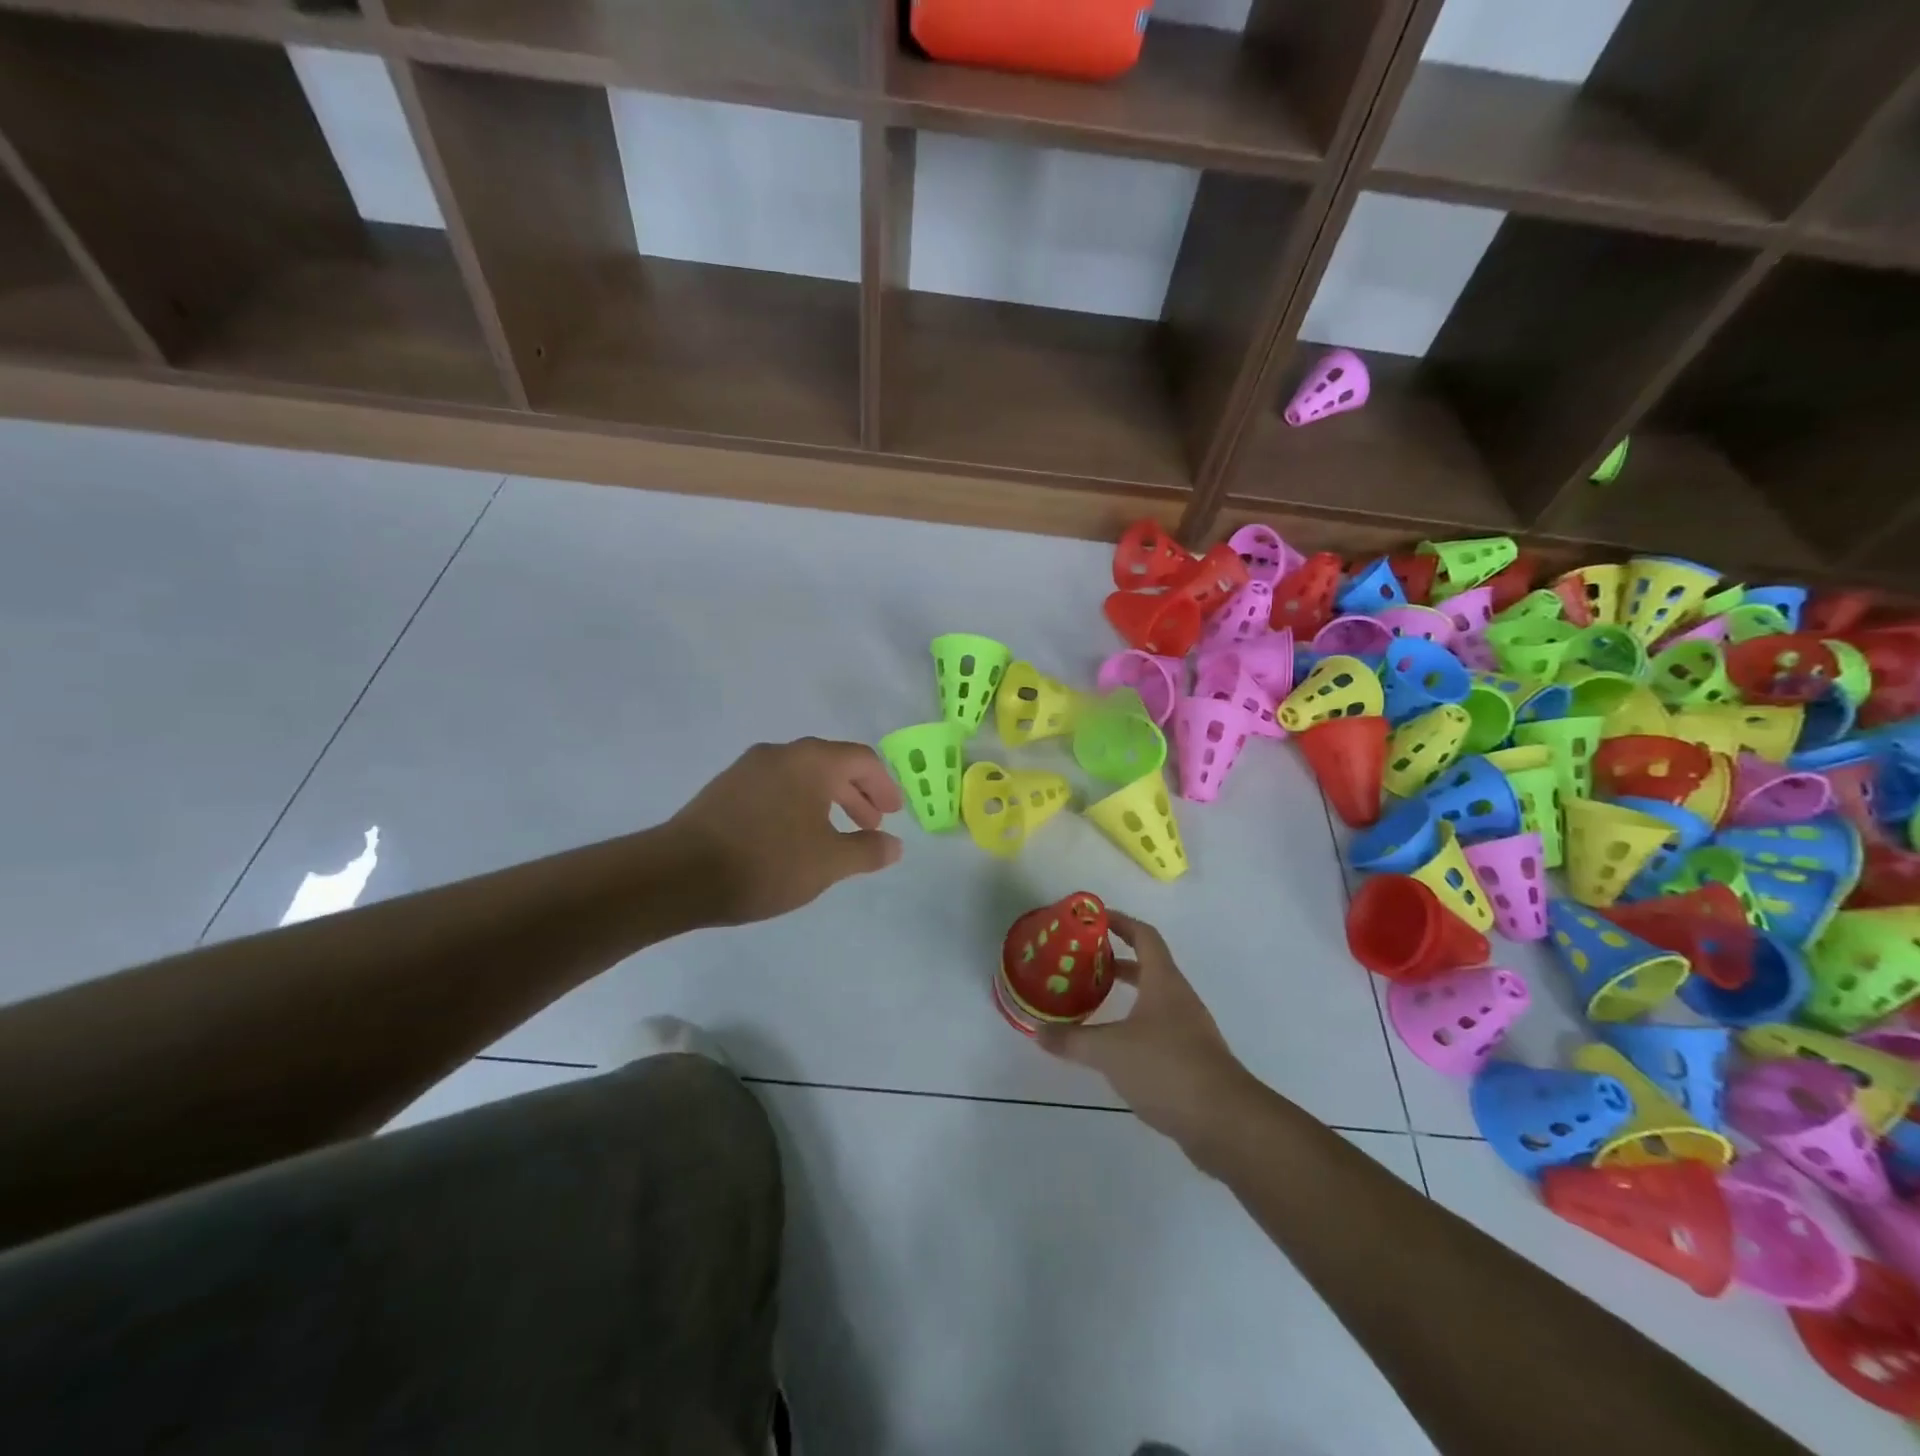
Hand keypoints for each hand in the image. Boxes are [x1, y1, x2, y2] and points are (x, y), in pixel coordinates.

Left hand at [666, 738, 904, 925]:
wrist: (678, 875)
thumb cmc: (767, 862)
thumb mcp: (828, 862)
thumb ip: (867, 850)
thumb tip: (894, 845)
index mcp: (810, 761)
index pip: (861, 759)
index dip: (884, 786)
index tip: (894, 814)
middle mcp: (779, 754)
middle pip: (831, 764)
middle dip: (857, 794)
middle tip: (872, 825)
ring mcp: (747, 769)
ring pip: (801, 777)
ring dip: (827, 802)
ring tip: (835, 835)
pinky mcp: (723, 789)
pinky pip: (775, 788)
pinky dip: (797, 805)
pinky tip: (794, 838)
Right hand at [1036, 911, 1257, 1150]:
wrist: (1225, 1121)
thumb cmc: (1167, 1068)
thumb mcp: (1109, 1051)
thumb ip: (1072, 1040)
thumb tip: (1036, 1031)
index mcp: (1164, 982)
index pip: (1144, 936)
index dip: (1121, 922)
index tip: (1095, 919)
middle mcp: (1179, 998)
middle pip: (1148, 966)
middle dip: (1116, 961)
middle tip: (1082, 963)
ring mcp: (1189, 1030)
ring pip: (1153, 1000)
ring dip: (1126, 995)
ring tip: (1092, 1002)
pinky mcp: (1192, 1060)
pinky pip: (1158, 1029)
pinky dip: (1134, 1026)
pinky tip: (1114, 1047)